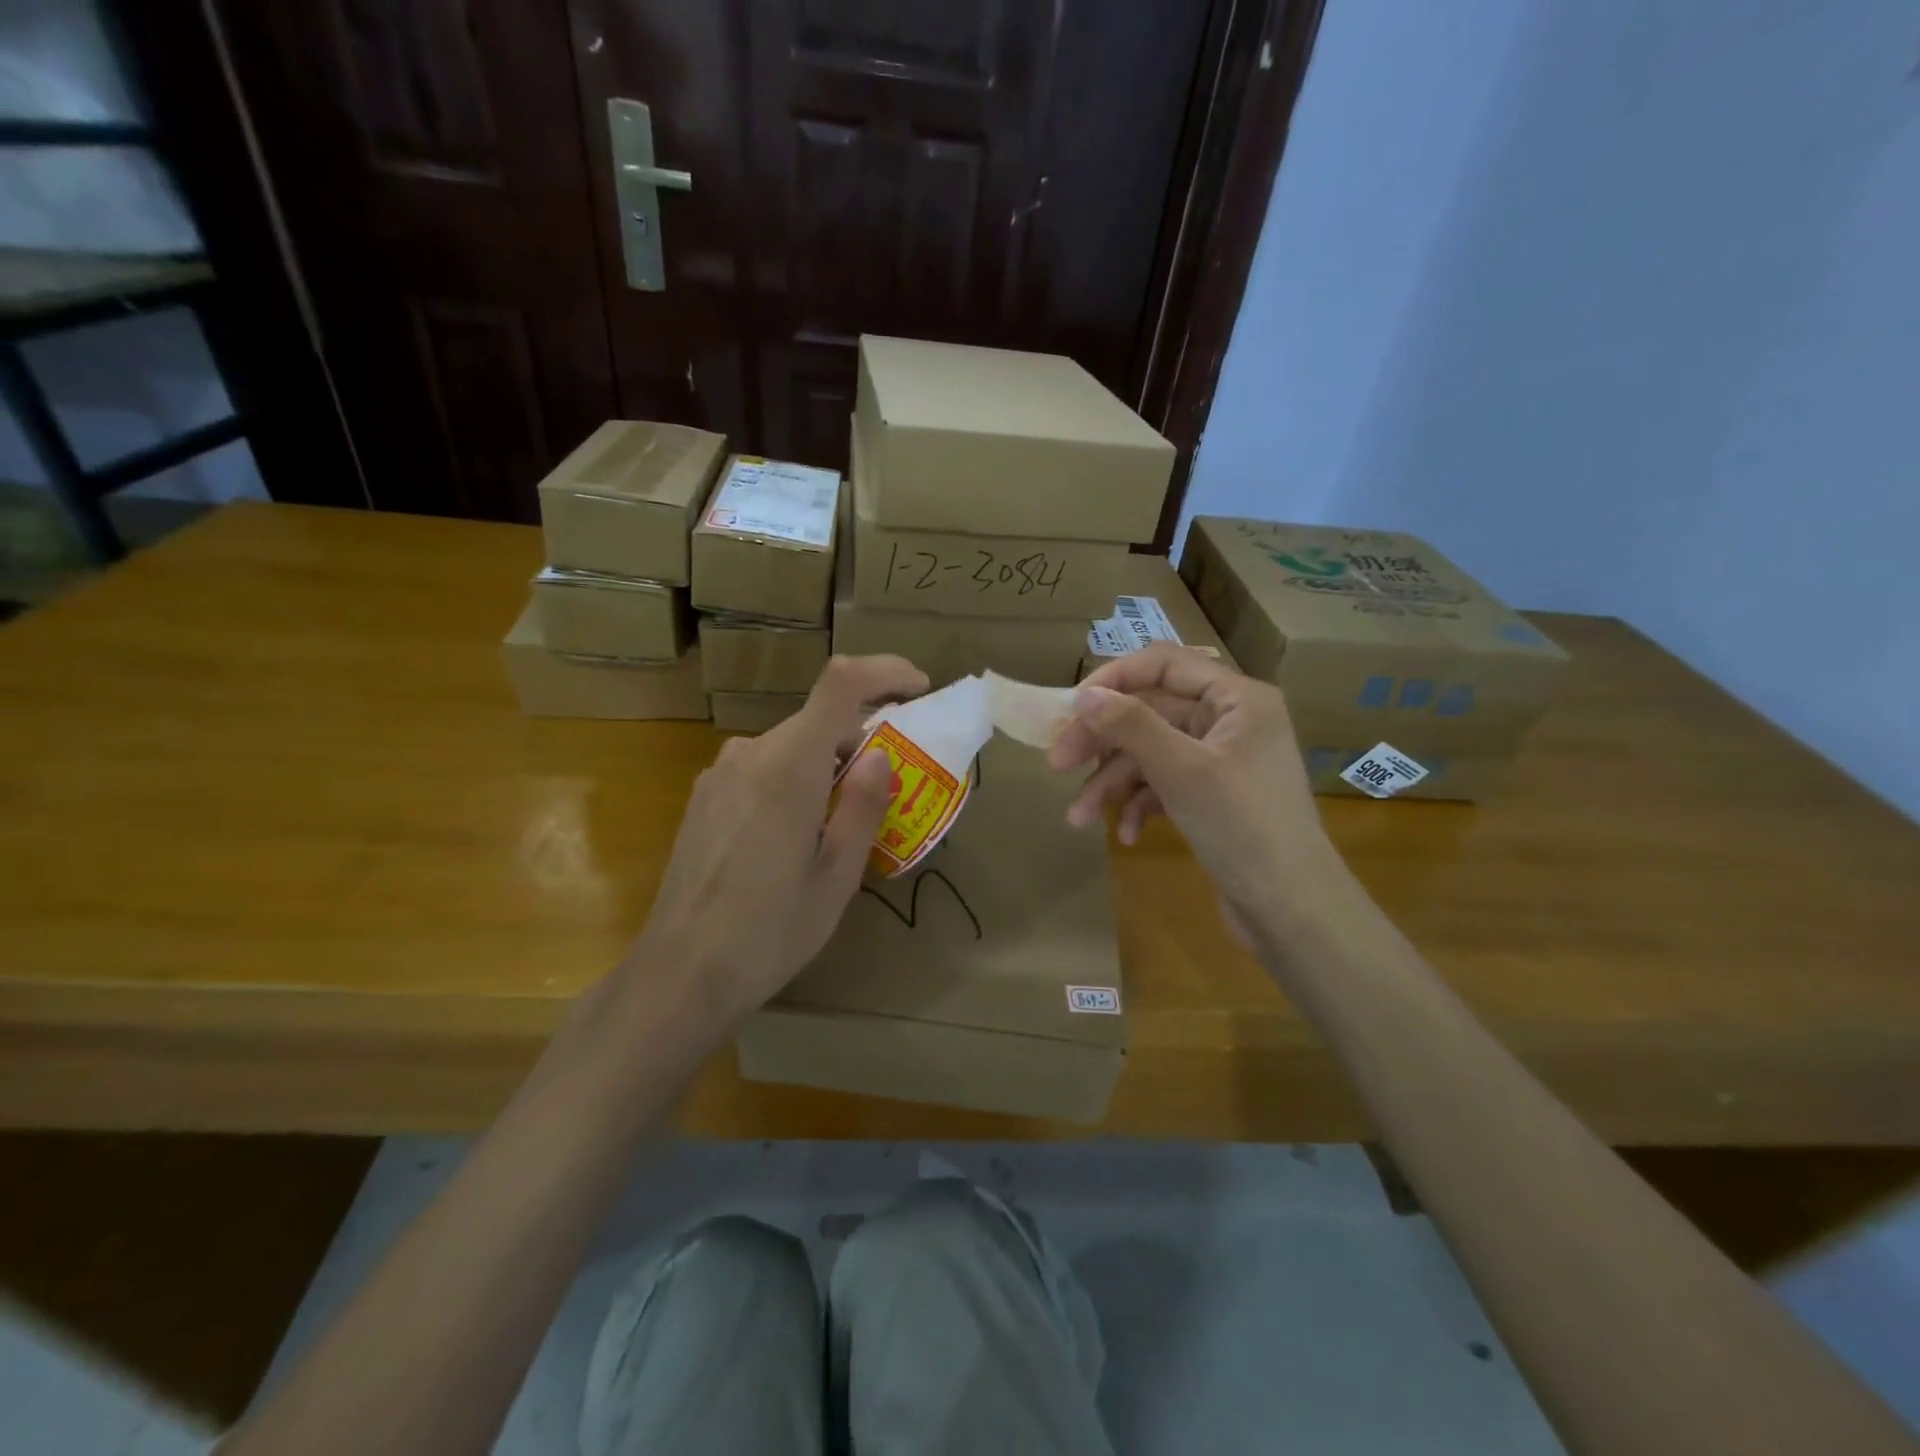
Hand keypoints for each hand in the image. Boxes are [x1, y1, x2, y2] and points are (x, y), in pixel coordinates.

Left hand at [632, 654, 928, 1028]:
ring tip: (842, 824)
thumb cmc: (771, 930)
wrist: (680, 973)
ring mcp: (719, 774)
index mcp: (789, 765)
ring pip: (790, 746)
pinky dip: (795, 780)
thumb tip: (881, 756)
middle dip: (862, 738)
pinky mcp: (703, 797)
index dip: (886, 671)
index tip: (919, 689)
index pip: (841, 683)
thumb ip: (864, 805)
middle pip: (818, 719)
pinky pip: (762, 768)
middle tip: (890, 789)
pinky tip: (795, 836)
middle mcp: (750, 754)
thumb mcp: (838, 875)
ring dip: (827, 765)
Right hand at [1046, 644, 1334, 928]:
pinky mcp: (1212, 796)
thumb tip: (1084, 695)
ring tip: (1079, 818)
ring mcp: (1220, 760)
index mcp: (1236, 698)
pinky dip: (1140, 805)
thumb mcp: (1181, 770)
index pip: (1163, 664)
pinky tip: (1127, 835)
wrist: (1291, 908)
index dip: (1113, 680)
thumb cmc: (1242, 826)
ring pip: (1151, 754)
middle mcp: (1229, 721)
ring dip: (1113, 783)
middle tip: (1057, 764)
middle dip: (1103, 741)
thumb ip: (1131, 726)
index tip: (1070, 709)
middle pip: (1150, 712)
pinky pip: (1164, 785)